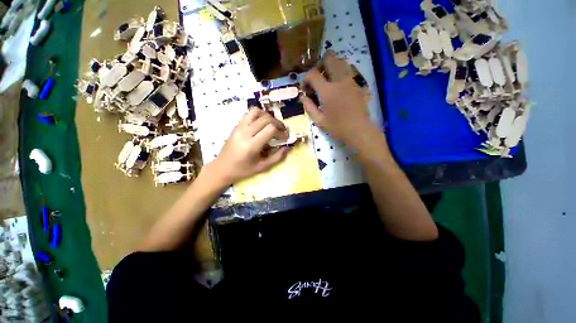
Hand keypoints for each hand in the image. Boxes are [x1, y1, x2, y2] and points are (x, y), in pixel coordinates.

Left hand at [211, 109, 289, 183]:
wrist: (222, 167)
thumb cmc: (243, 170)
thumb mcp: (262, 167)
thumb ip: (277, 157)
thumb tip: (288, 147)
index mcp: (251, 145)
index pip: (270, 129)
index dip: (281, 131)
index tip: (285, 137)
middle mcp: (245, 133)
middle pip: (266, 119)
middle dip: (278, 123)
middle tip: (282, 131)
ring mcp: (239, 127)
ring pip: (257, 112)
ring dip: (268, 116)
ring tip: (273, 125)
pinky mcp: (236, 125)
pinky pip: (249, 113)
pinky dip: (259, 114)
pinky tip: (262, 122)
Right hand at [300, 52, 375, 148]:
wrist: (359, 130)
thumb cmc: (337, 128)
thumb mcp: (319, 121)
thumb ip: (309, 107)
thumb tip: (302, 97)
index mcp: (327, 91)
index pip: (313, 74)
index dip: (305, 79)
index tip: (305, 89)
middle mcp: (339, 80)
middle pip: (329, 58)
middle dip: (319, 66)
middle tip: (317, 79)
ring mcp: (351, 80)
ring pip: (341, 60)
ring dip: (331, 66)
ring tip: (327, 80)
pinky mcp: (358, 84)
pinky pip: (349, 70)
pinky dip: (341, 72)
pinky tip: (338, 85)